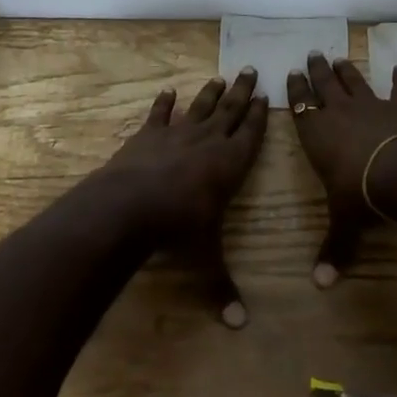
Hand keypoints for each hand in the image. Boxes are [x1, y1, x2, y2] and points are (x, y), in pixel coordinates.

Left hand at [99, 68, 267, 326]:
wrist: (129, 206)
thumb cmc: (178, 229)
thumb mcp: (205, 259)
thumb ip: (222, 288)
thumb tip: (239, 326)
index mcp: (230, 164)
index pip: (252, 134)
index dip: (261, 115)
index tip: (268, 95)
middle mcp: (208, 141)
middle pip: (231, 110)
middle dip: (243, 92)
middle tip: (251, 69)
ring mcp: (177, 134)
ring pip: (200, 107)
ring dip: (211, 92)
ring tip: (221, 76)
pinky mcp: (148, 135)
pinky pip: (159, 114)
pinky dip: (163, 103)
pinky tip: (168, 91)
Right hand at [286, 53, 396, 286]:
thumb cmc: (361, 194)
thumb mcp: (344, 223)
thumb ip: (333, 249)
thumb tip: (321, 286)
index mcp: (317, 134)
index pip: (300, 106)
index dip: (296, 89)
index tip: (292, 72)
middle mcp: (339, 113)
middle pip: (324, 85)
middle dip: (317, 70)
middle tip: (313, 53)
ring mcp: (371, 105)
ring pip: (355, 81)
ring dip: (347, 70)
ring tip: (340, 57)